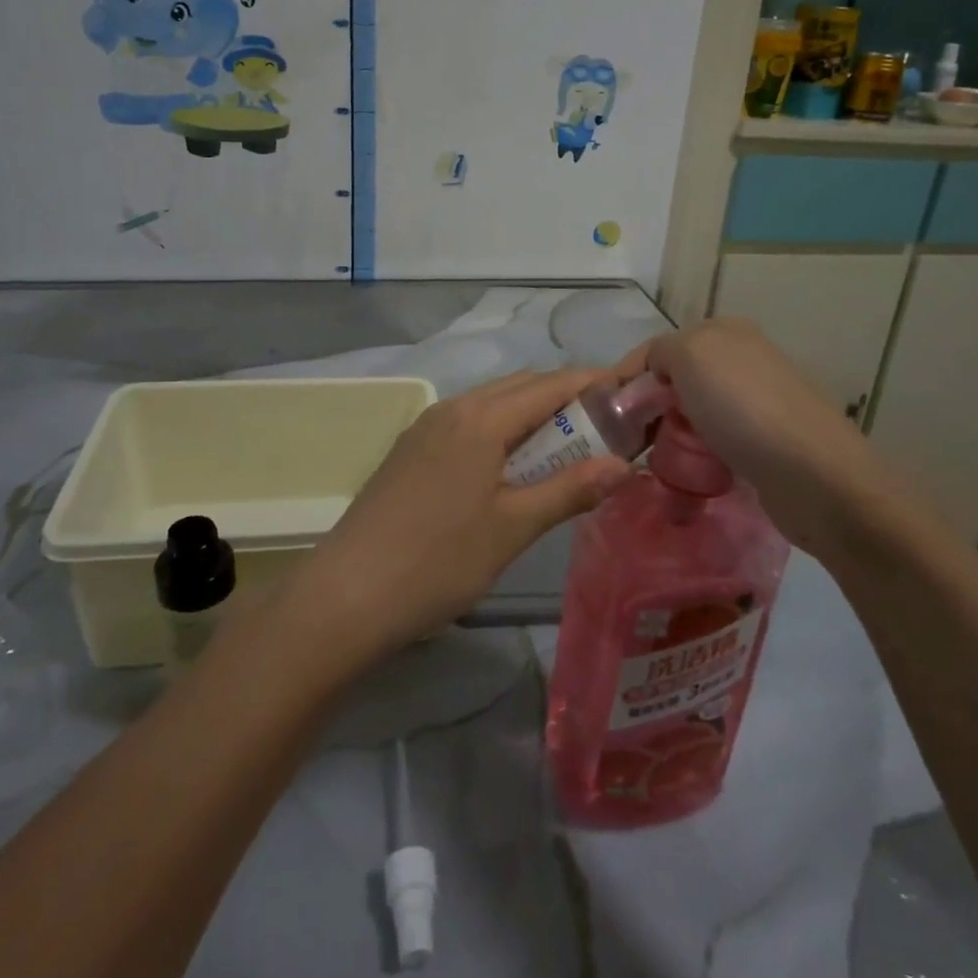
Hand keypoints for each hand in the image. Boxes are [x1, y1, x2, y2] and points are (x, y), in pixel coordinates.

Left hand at [290, 369, 632, 665]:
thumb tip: (623, 465)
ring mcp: (425, 428)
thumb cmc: (438, 560)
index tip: (630, 396)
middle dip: (565, 400)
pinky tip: (510, 470)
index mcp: (480, 418)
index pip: (550, 385)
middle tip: (604, 432)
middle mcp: (451, 409)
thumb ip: (569, 490)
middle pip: (520, 387)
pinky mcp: (410, 451)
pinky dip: (500, 432)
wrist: (348, 593)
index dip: (593, 384)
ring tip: (564, 453)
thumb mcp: (512, 528)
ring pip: (491, 405)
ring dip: (531, 418)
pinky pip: (467, 424)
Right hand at [621, 318, 892, 538]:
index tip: (600, 416)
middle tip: (622, 442)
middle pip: (673, 381)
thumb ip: (659, 353)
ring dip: (668, 433)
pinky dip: (694, 453)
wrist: (813, 474)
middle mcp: (741, 359)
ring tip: (648, 462)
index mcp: (723, 332)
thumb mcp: (689, 356)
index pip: (655, 350)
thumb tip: (653, 376)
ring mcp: (756, 401)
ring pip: (691, 412)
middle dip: (645, 407)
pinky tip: (686, 471)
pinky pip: (713, 440)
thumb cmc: (743, 408)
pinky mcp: (764, 440)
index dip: (624, 379)